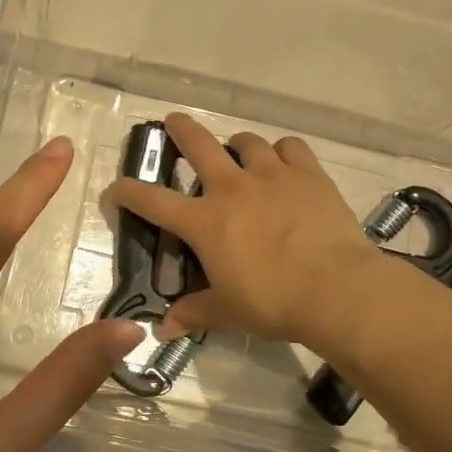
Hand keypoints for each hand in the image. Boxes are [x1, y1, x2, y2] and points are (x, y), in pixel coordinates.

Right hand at [107, 113, 387, 351]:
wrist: (336, 289)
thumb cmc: (273, 302)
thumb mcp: (228, 312)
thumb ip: (194, 313)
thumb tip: (164, 331)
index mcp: (205, 222)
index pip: (153, 202)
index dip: (128, 192)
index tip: (115, 188)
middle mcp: (232, 188)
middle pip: (198, 145)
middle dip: (181, 130)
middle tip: (173, 121)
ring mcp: (272, 175)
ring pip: (247, 142)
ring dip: (237, 144)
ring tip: (239, 152)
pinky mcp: (308, 174)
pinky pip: (291, 147)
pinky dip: (282, 151)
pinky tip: (284, 161)